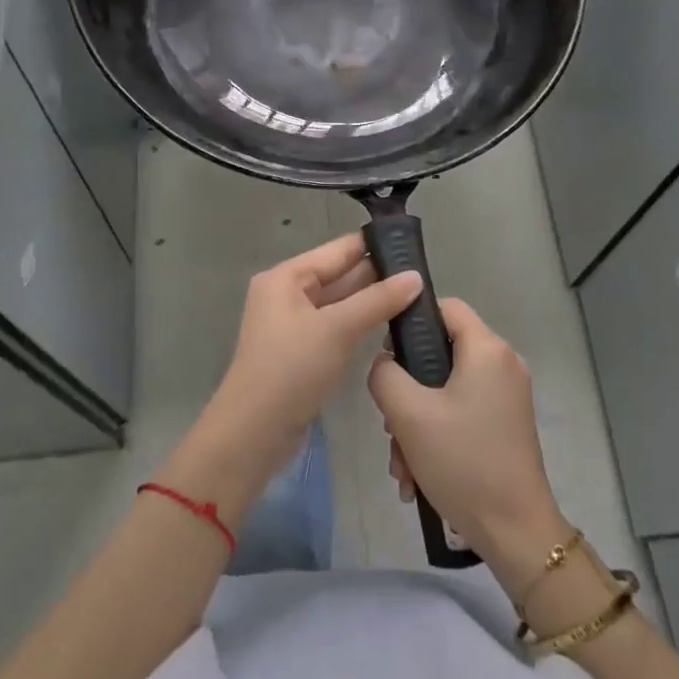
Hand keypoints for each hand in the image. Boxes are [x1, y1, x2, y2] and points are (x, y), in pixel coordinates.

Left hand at [166, 234, 420, 525]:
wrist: (254, 433)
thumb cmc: (291, 370)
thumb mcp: (336, 329)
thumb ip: (378, 300)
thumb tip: (416, 277)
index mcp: (287, 277)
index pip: (338, 250)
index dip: (374, 244)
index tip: (414, 244)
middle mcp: (288, 294)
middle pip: (340, 275)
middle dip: (378, 274)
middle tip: (425, 274)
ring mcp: (296, 325)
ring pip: (342, 303)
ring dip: (373, 300)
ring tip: (419, 296)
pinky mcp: (304, 352)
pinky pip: (338, 327)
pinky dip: (362, 324)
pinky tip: (393, 324)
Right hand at [368, 298, 569, 593]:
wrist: (515, 531)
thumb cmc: (462, 461)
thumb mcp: (408, 414)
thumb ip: (384, 374)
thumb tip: (386, 362)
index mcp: (487, 349)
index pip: (444, 306)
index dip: (411, 322)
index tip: (387, 356)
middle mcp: (503, 363)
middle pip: (442, 353)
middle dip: (408, 390)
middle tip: (391, 425)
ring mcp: (507, 395)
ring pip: (446, 389)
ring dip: (417, 422)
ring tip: (402, 465)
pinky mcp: (506, 423)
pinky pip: (461, 412)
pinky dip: (437, 435)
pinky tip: (418, 475)